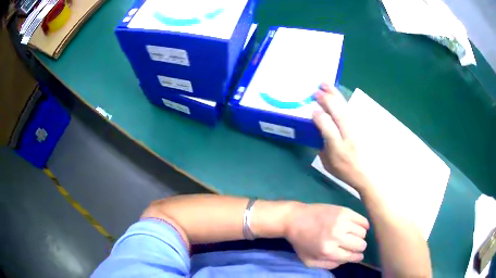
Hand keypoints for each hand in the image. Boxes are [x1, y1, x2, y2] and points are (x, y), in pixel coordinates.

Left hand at [285, 203, 368, 268]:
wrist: (295, 219)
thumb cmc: (301, 241)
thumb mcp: (309, 260)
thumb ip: (328, 264)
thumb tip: (346, 260)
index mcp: (328, 251)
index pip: (351, 256)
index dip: (357, 257)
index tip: (358, 256)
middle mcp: (337, 237)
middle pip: (360, 245)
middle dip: (360, 248)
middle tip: (355, 246)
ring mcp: (341, 222)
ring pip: (362, 232)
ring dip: (360, 236)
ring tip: (354, 236)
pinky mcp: (344, 211)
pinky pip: (362, 220)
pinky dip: (364, 225)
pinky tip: (359, 227)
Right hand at [312, 83, 366, 189]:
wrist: (365, 173)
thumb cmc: (344, 171)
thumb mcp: (327, 163)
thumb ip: (321, 147)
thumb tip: (317, 131)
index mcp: (338, 148)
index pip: (329, 129)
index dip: (320, 118)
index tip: (312, 110)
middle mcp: (348, 136)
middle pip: (339, 114)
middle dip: (327, 101)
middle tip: (316, 91)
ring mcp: (356, 129)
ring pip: (345, 108)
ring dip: (335, 95)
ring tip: (325, 84)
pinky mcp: (359, 126)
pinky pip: (349, 110)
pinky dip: (341, 100)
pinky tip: (335, 94)